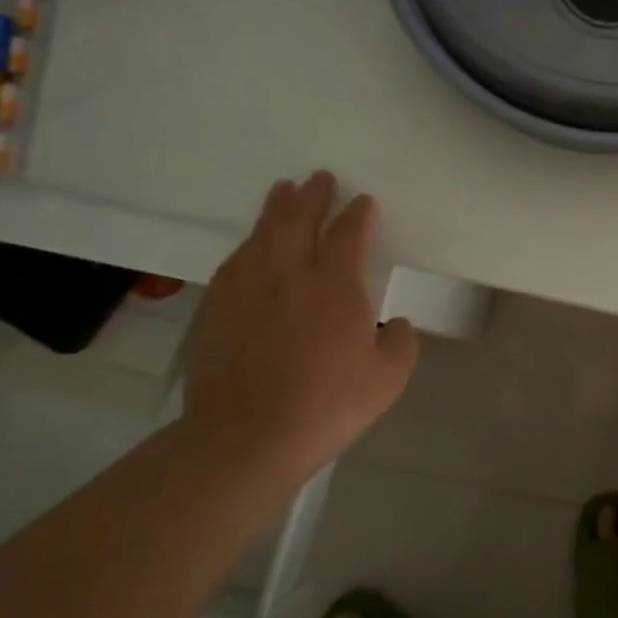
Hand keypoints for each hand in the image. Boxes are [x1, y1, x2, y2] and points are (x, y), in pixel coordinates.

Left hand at [182, 171, 417, 481]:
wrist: (244, 440)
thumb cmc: (325, 406)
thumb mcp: (387, 379)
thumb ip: (400, 343)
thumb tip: (394, 324)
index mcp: (335, 285)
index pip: (349, 233)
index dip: (359, 213)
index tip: (364, 202)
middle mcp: (289, 274)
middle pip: (299, 219)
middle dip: (313, 195)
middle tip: (320, 177)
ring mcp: (247, 289)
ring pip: (262, 234)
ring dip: (276, 208)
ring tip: (283, 191)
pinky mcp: (216, 309)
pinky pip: (235, 262)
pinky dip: (249, 244)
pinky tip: (251, 244)